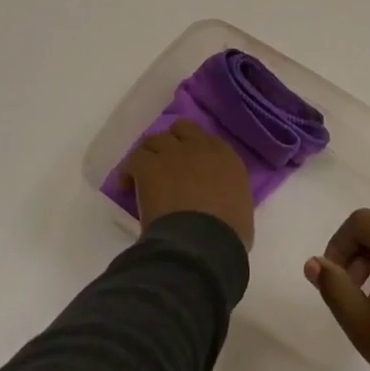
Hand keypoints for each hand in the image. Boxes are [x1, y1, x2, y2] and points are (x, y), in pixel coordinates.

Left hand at [124, 120, 254, 248]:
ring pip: (155, 140)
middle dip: (173, 143)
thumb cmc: (228, 232)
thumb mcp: (241, 207)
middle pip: (182, 129)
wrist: (202, 241)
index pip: (209, 140)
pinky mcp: (149, 166)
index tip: (193, 168)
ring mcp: (172, 153)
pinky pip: (135, 158)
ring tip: (146, 173)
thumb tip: (219, 201)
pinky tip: (128, 186)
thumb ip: (230, 194)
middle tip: (168, 164)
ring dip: (151, 154)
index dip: (197, 151)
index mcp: (226, 157)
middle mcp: (199, 147)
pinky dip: (130, 171)